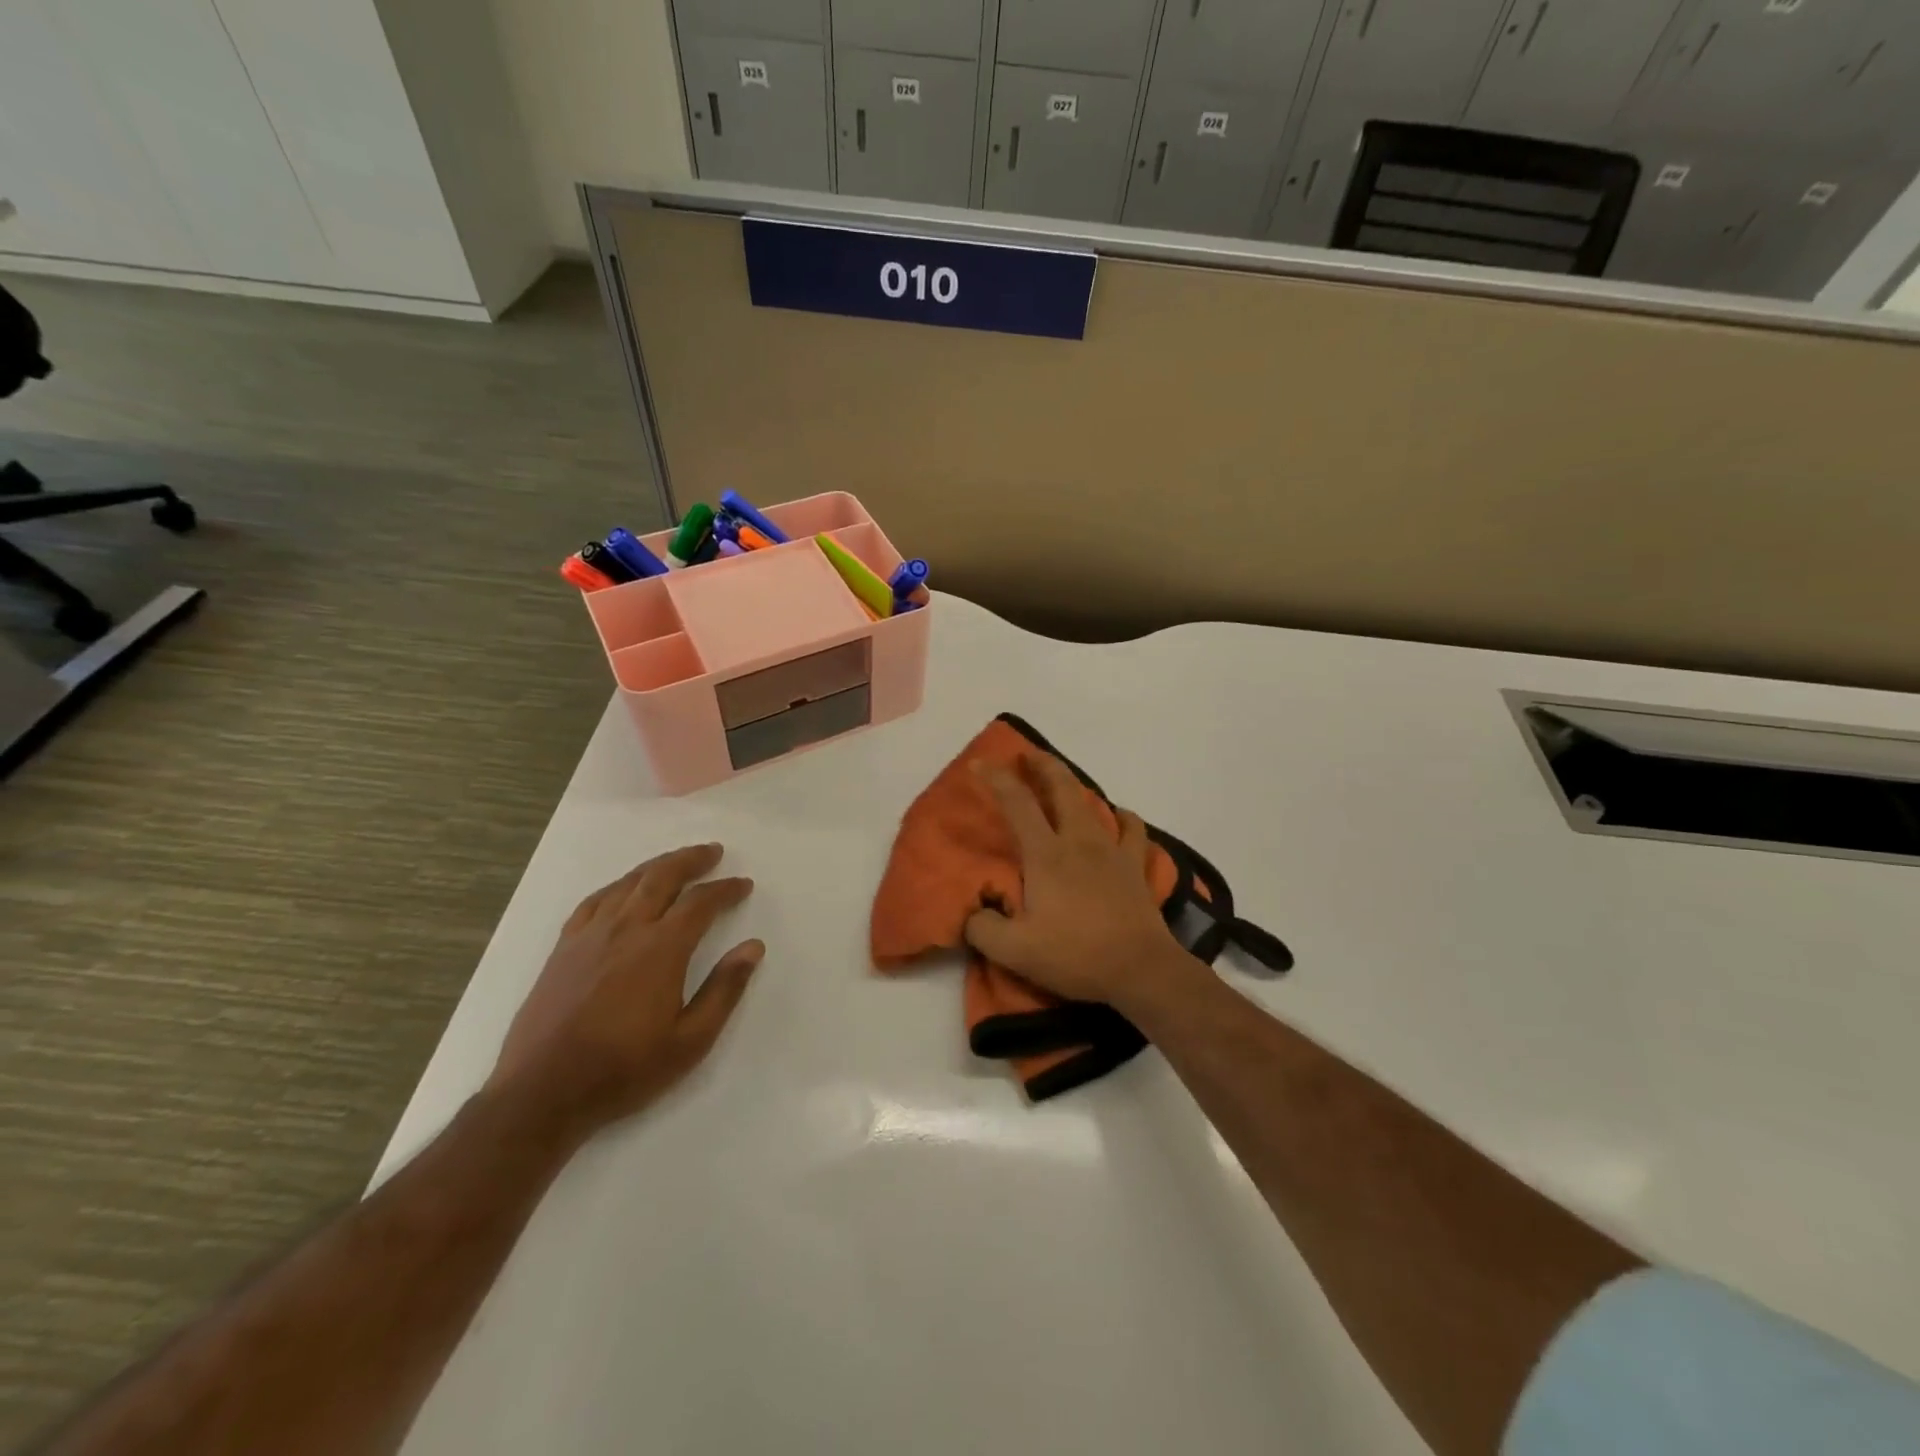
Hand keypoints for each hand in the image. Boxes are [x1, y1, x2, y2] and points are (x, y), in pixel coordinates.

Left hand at [491, 843, 763, 1136]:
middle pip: (662, 877)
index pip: (700, 903)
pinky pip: (594, 901)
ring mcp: (590, 936)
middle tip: (714, 852)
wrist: (542, 1094)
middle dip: (692, 860)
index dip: (725, 889)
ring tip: (676, 861)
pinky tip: (624, 888)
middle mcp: (626, 930)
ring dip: (657, 866)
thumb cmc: (624, 1070)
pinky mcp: (563, 948)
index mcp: (661, 949)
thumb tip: (753, 947)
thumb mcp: (690, 1041)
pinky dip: (617, 886)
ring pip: (628, 883)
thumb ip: (725, 989)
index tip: (743, 885)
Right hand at [963, 757, 1200, 1014]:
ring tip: (1065, 784)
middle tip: (1027, 754)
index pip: (1017, 804)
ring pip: (1093, 803)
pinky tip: (1118, 816)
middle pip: (1062, 788)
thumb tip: (972, 913)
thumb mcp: (1015, 950)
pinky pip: (1132, 830)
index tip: (979, 764)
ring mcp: (1112, 851)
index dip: (996, 779)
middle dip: (1042, 765)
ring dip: (1075, 786)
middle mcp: (1079, 841)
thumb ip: (983, 928)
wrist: (1140, 970)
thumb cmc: (1075, 955)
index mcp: (1046, 855)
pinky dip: (1123, 817)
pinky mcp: (1136, 867)